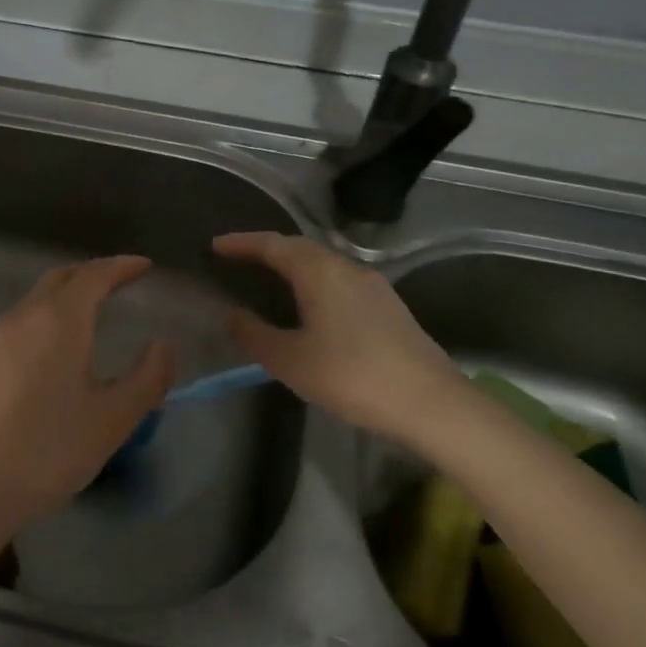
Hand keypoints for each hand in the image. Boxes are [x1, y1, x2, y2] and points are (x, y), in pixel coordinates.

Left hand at [0, 257, 174, 553]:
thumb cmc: (48, 451)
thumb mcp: (113, 420)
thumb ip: (147, 378)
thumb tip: (162, 345)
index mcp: (59, 320)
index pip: (94, 276)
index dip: (122, 267)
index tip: (145, 266)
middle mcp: (23, 317)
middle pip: (60, 278)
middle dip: (92, 273)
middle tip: (120, 281)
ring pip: (36, 299)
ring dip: (67, 294)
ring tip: (92, 311)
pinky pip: (21, 321)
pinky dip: (47, 316)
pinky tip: (56, 347)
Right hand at [213, 231, 464, 443]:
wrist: (430, 403)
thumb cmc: (351, 376)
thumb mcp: (291, 360)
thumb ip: (254, 335)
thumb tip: (231, 315)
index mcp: (320, 272)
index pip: (273, 245)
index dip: (242, 243)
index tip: (216, 245)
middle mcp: (347, 268)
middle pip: (300, 248)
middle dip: (267, 249)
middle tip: (238, 259)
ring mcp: (373, 286)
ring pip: (323, 263)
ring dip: (293, 265)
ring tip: (269, 279)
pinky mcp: (388, 306)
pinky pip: (339, 280)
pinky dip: (314, 281)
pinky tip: (310, 305)